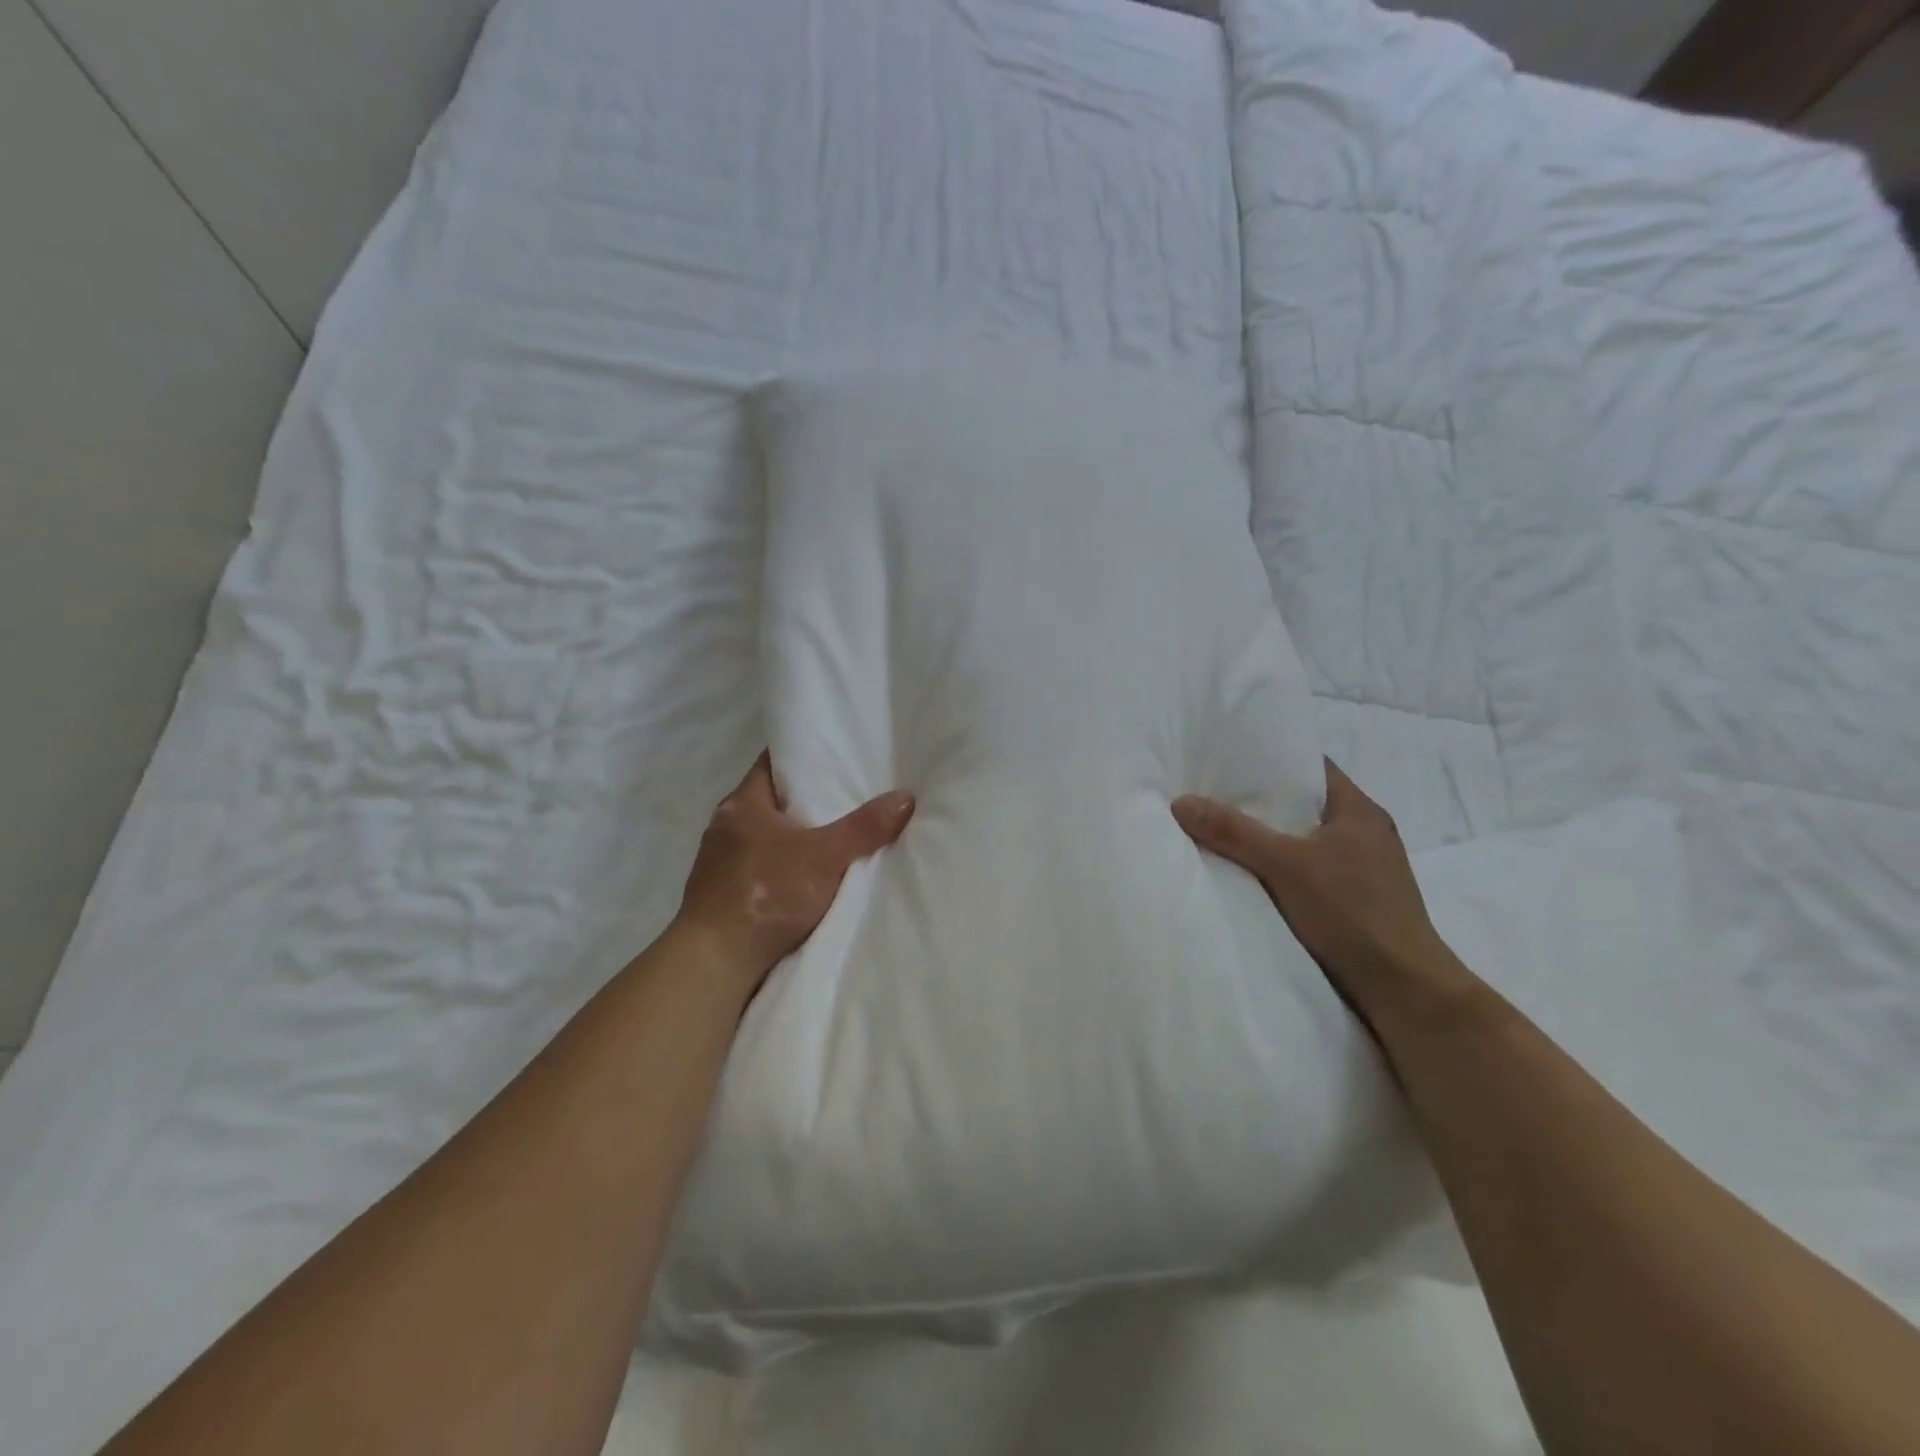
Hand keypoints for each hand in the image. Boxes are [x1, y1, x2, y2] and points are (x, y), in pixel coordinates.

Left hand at [674, 752, 914, 993]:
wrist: (715, 963)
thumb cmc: (766, 894)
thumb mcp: (825, 857)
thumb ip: (865, 828)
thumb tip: (904, 797)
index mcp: (741, 804)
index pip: (771, 763)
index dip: (802, 757)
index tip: (833, 757)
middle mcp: (724, 827)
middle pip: (770, 801)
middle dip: (804, 801)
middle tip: (845, 797)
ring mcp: (717, 863)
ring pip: (763, 837)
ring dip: (791, 839)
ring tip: (832, 838)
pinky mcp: (719, 895)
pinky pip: (757, 869)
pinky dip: (780, 869)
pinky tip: (804, 879)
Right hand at [1172, 760, 1469, 1025]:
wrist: (1403, 989)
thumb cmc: (1352, 912)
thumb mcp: (1284, 865)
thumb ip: (1233, 832)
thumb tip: (1181, 801)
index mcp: (1359, 811)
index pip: (1311, 767)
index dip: (1272, 759)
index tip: (1229, 759)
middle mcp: (1365, 833)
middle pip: (1304, 804)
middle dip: (1261, 800)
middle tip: (1213, 793)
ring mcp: (1364, 869)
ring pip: (1306, 839)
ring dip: (1271, 837)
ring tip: (1223, 829)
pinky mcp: (1357, 900)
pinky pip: (1310, 869)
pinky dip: (1281, 866)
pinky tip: (1251, 873)